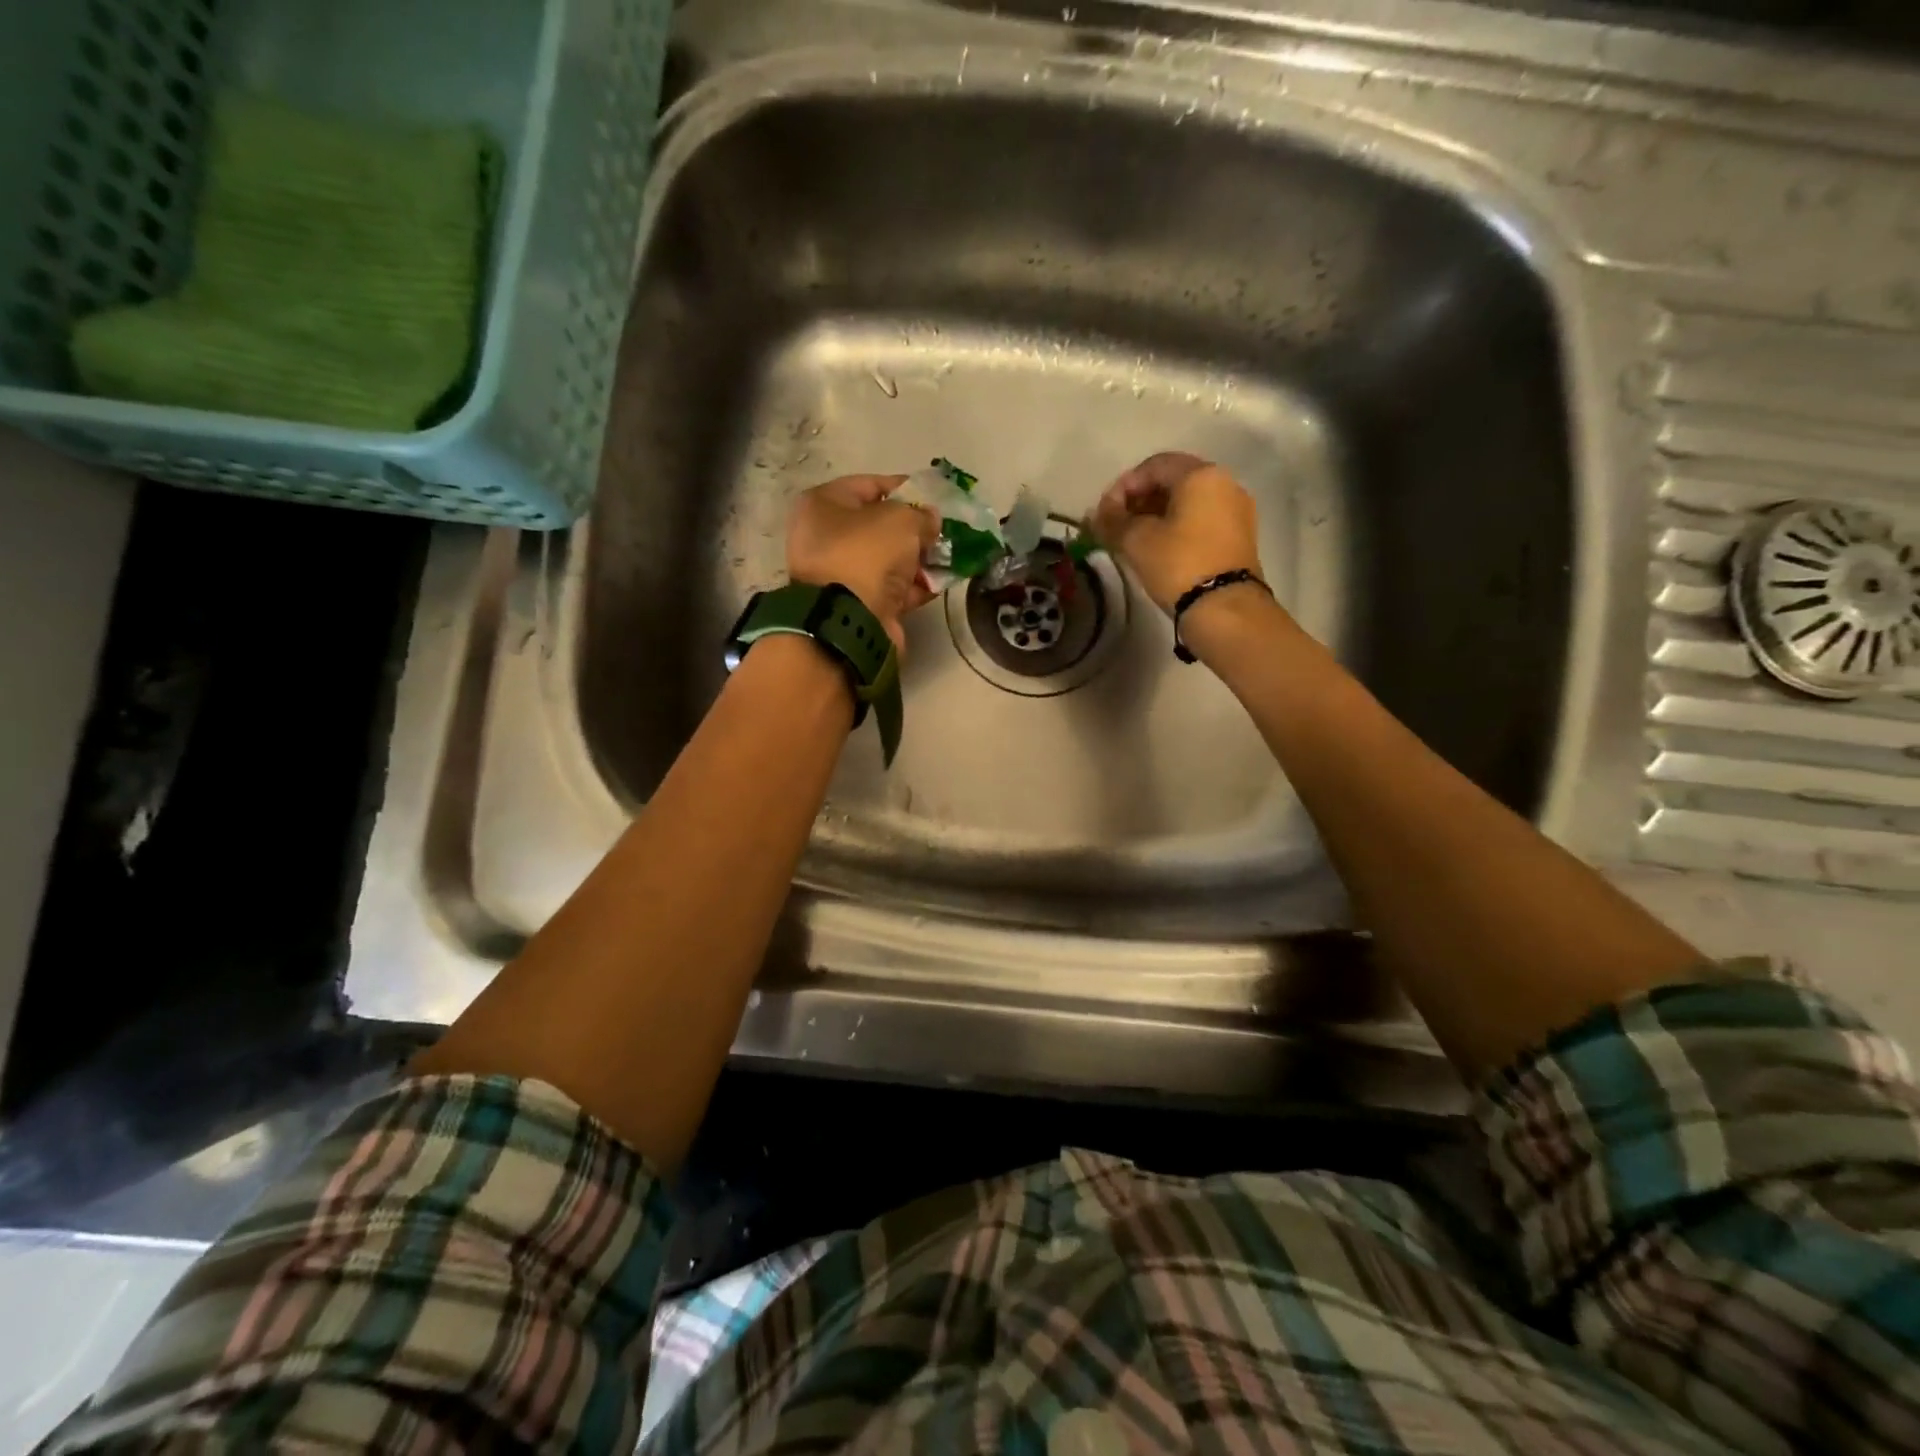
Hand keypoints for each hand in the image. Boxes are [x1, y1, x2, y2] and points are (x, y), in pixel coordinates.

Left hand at [788, 474, 938, 651]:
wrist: (850, 620)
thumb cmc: (867, 554)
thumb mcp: (902, 520)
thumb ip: (921, 514)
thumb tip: (930, 520)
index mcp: (823, 506)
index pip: (868, 485)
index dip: (903, 488)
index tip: (932, 496)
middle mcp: (825, 538)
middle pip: (878, 526)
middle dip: (913, 528)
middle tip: (942, 530)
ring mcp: (840, 575)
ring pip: (887, 559)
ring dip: (918, 559)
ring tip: (949, 557)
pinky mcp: (857, 605)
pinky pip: (890, 588)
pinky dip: (914, 585)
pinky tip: (941, 583)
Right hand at [1091, 452, 1263, 613]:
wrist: (1223, 608)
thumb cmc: (1178, 564)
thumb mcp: (1137, 540)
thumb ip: (1112, 520)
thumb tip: (1097, 513)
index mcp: (1201, 475)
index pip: (1154, 465)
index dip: (1123, 486)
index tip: (1105, 512)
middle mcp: (1225, 484)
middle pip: (1173, 481)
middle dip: (1139, 500)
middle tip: (1116, 525)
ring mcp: (1236, 511)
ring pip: (1187, 502)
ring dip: (1156, 515)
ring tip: (1133, 540)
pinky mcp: (1238, 537)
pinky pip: (1201, 520)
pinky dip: (1176, 527)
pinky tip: (1158, 549)